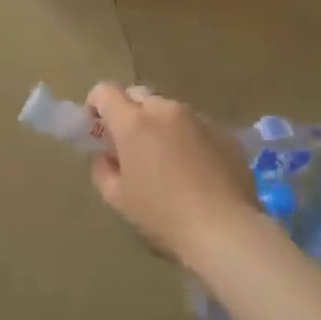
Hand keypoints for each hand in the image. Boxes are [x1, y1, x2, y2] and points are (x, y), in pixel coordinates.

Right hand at [85, 84, 255, 263]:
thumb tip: (104, 156)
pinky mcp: (224, 132)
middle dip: (128, 113)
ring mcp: (198, 118)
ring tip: (165, 160)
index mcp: (134, 122)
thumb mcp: (118, 199)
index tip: (96, 127)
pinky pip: (196, 126)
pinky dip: (187, 138)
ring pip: (169, 110)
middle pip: (138, 96)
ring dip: (159, 125)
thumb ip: (102, 169)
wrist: (225, 229)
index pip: (105, 91)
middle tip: (128, 145)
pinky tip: (194, 170)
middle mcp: (165, 110)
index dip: (95, 104)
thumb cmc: (162, 215)